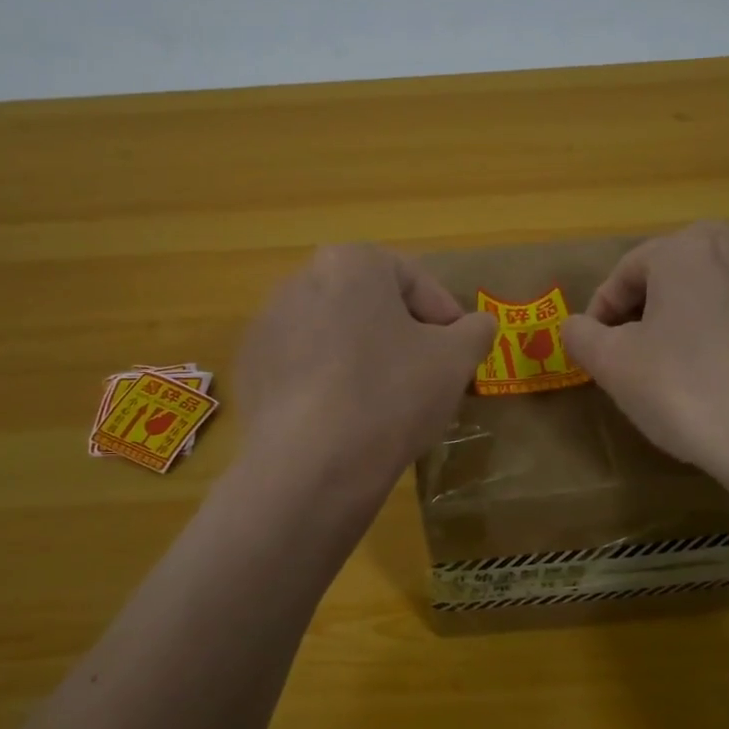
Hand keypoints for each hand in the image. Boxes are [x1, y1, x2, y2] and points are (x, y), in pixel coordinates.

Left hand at [236, 245, 496, 488]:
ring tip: (387, 400)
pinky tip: (346, 419)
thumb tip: (479, 324)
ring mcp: (268, 325)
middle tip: (427, 373)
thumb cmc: (392, 395)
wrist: (310, 466)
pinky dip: (328, 382)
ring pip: (335, 334)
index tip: (461, 350)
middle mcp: (301, 280)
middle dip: (402, 334)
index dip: (446, 315)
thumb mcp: (455, 360)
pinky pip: (304, 366)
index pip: (414, 279)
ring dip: (364, 356)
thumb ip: (475, 331)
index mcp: (352, 263)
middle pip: (370, 303)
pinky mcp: (250, 369)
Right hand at [561, 222, 728, 481]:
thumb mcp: (611, 363)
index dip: (602, 309)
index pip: (626, 272)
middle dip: (649, 302)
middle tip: (632, 346)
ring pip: (722, 281)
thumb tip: (575, 326)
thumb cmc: (682, 387)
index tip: (592, 346)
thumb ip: (582, 334)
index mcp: (685, 249)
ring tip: (681, 346)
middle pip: (675, 269)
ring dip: (697, 304)